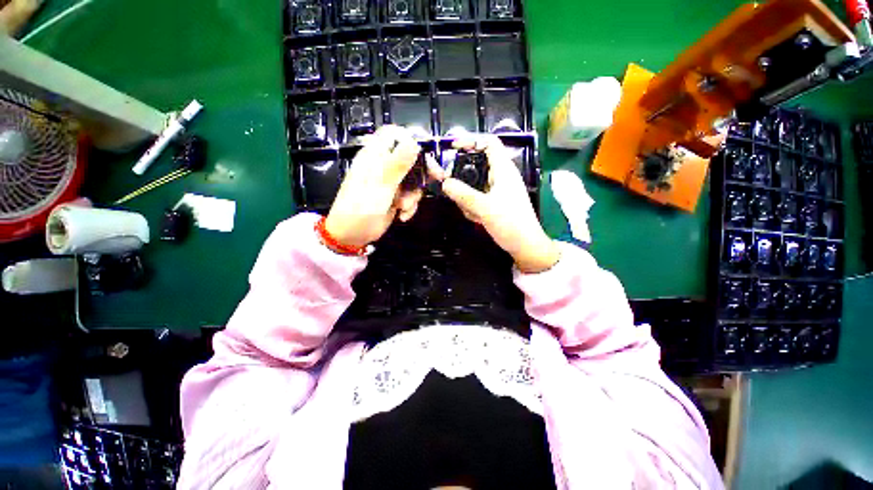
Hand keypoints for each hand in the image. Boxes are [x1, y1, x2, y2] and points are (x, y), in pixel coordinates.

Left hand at [324, 125, 438, 247]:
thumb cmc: (360, 209)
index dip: (411, 139)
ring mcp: (390, 183)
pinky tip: (402, 215)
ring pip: (413, 180)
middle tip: (437, 178)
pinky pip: (411, 196)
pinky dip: (410, 206)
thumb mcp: (380, 187)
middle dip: (422, 172)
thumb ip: (397, 165)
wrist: (352, 236)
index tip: (426, 153)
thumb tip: (414, 143)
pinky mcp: (394, 197)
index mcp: (375, 156)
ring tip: (404, 207)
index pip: (394, 135)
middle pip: (410, 158)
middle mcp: (383, 166)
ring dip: (414, 195)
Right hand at [441, 136, 559, 272]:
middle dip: (463, 179)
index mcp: (503, 170)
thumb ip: (463, 194)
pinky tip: (476, 218)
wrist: (525, 246)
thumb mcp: (484, 208)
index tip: (453, 147)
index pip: (489, 142)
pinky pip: (477, 198)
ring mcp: (497, 190)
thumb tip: (444, 183)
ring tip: (471, 212)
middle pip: (476, 165)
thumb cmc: (510, 224)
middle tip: (451, 188)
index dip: (471, 140)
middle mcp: (501, 177)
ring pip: (474, 185)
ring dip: (467, 197)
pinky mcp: (495, 202)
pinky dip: (472, 206)